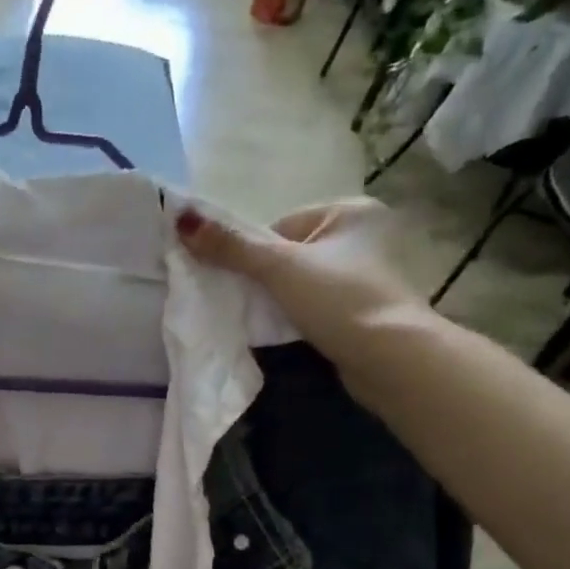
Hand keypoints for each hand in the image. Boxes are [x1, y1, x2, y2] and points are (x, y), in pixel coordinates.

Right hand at [174, 198, 429, 362]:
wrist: (388, 358)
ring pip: (299, 282)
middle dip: (265, 279)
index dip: (255, 255)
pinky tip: (291, 331)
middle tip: (253, 303)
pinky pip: (315, 304)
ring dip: (279, 300)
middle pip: (288, 254)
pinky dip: (297, 316)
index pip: (280, 226)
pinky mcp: (362, 308)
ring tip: (273, 320)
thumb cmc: (337, 300)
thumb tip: (181, 217)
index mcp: (349, 211)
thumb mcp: (278, 268)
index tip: (247, 282)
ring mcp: (365, 275)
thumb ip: (230, 246)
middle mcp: (363, 235)